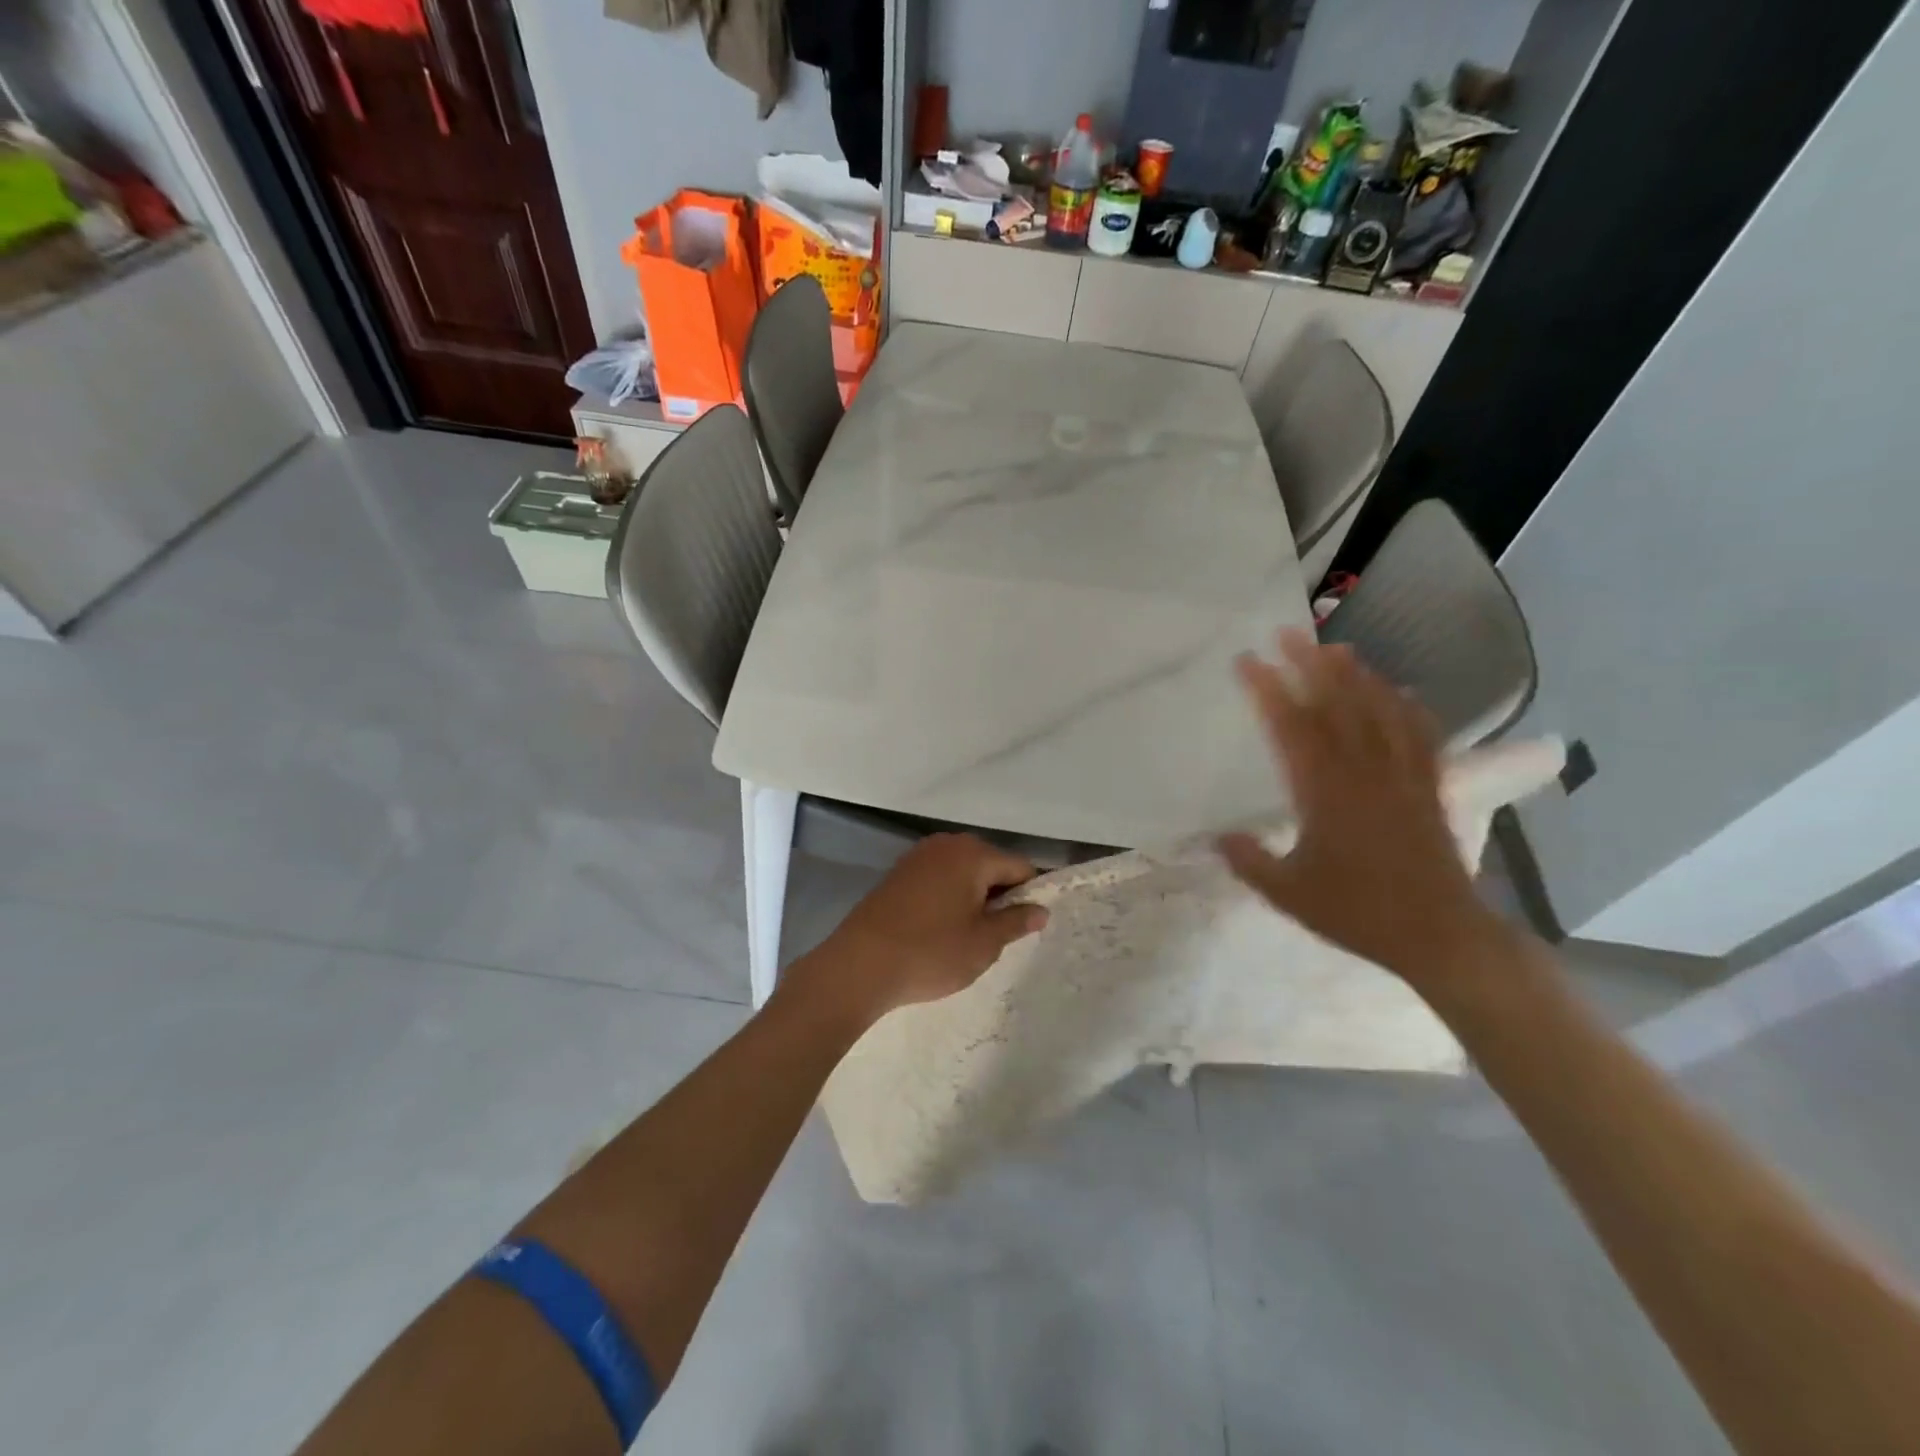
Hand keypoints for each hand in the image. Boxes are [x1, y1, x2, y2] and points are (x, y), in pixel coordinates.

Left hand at [785, 834, 1048, 1030]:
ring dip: (972, 898)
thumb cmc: (931, 952)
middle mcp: (947, 844)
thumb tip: (1040, 910)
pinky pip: (938, 878)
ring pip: (963, 873)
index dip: (1028, 897)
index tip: (1022, 929)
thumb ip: (1016, 922)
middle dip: (998, 896)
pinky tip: (937, 930)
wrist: (859, 964)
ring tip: (963, 937)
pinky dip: (947, 898)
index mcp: (973, 854)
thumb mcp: (984, 944)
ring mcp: (918, 856)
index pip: (1020, 867)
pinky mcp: (898, 872)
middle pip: (990, 865)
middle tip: (992, 937)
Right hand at [1218, 630, 1503, 994]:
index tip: (1246, 662)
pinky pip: (1420, 736)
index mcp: (1325, 793)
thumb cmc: (1357, 913)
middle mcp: (1365, 773)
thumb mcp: (1287, 894)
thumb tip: (1218, 836)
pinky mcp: (1428, 788)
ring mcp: (1402, 777)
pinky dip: (1408, 708)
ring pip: (1380, 712)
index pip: (1292, 727)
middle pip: (1338, 705)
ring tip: (1336, 649)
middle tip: (1288, 633)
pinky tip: (1399, 693)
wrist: (1439, 935)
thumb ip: (1249, 861)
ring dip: (1357, 676)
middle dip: (1310, 665)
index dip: (1268, 689)